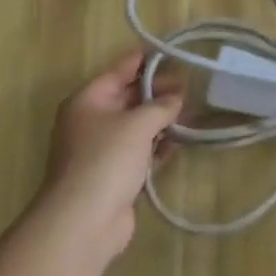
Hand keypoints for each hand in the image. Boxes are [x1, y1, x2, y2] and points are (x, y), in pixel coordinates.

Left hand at [36, 50, 181, 261]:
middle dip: (158, 92)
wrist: (83, 222)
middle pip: (128, 97)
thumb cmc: (106, 160)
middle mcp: (91, 121)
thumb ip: (160, 106)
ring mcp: (101, 150)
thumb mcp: (137, 124)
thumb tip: (176, 97)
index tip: (174, 52)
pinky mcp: (113, 175)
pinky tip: (181, 141)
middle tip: (190, 87)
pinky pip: (139, 151)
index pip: (120, 69)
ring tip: (192, 113)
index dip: (146, 60)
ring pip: (136, 126)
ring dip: (161, 120)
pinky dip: (158, 145)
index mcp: (88, 100)